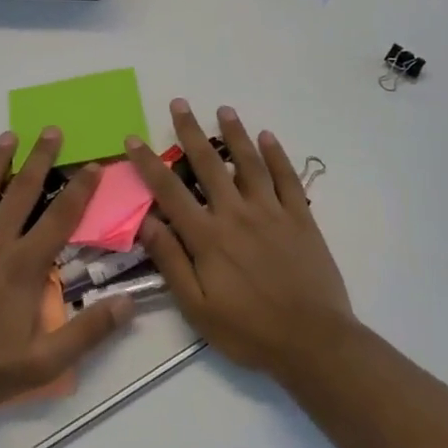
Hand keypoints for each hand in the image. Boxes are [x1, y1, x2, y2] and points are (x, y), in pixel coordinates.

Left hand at [0, 128, 134, 413]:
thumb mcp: (48, 360)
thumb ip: (89, 330)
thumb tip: (128, 304)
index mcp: (24, 266)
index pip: (60, 217)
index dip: (80, 189)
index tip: (93, 165)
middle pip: (22, 190)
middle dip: (40, 158)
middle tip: (51, 130)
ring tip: (9, 135)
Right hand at [128, 100, 353, 381]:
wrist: (314, 343)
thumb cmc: (249, 331)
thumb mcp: (197, 308)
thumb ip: (171, 261)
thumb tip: (145, 221)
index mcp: (207, 237)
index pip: (169, 190)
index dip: (148, 162)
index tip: (133, 138)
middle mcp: (236, 214)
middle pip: (209, 164)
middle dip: (190, 131)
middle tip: (180, 103)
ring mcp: (271, 212)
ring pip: (249, 162)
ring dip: (235, 133)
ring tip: (224, 109)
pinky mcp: (301, 217)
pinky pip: (287, 178)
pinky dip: (277, 155)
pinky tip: (268, 137)